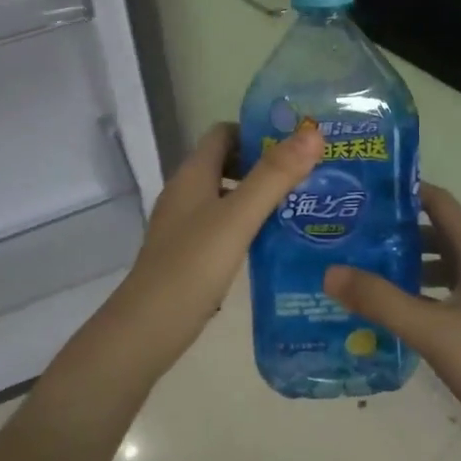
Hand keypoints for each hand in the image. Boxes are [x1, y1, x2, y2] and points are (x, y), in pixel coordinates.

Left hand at [100, 120, 323, 373]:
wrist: (148, 328)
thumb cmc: (193, 265)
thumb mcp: (239, 217)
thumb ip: (275, 176)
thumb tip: (313, 133)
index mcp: (193, 174)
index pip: (224, 133)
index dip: (257, 131)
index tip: (296, 143)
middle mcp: (186, 192)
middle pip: (228, 162)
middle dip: (265, 164)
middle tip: (308, 174)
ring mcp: (185, 225)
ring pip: (227, 196)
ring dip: (260, 195)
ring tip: (301, 205)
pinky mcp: (189, 253)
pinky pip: (224, 225)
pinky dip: (249, 224)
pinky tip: (275, 241)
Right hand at [324, 185, 460, 453]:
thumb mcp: (431, 330)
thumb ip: (381, 300)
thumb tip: (331, 272)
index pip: (439, 202)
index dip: (405, 191)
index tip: (364, 194)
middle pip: (434, 232)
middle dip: (395, 230)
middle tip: (351, 235)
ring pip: (437, 266)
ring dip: (403, 264)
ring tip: (360, 271)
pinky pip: (441, 294)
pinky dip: (415, 294)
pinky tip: (386, 312)